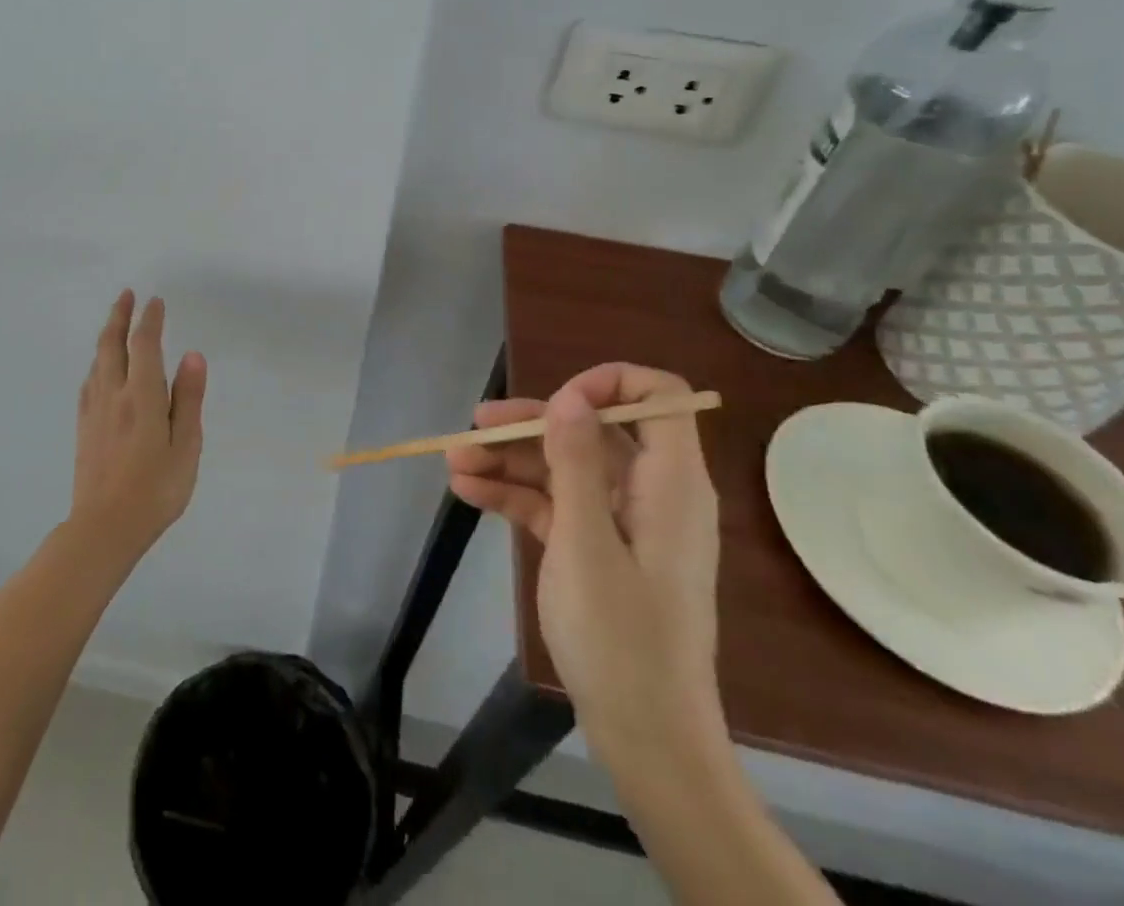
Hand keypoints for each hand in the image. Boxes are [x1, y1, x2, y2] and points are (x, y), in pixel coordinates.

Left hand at [70, 291, 206, 559]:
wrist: (103, 528)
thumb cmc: (155, 490)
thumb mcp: (186, 446)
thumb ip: (188, 399)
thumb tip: (193, 355)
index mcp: (142, 396)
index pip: (144, 345)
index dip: (150, 320)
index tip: (155, 301)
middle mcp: (113, 394)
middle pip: (112, 344)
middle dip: (119, 316)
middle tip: (126, 295)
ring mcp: (94, 410)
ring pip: (97, 361)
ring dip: (106, 336)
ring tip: (115, 324)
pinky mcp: (84, 427)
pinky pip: (90, 381)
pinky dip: (97, 362)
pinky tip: (99, 368)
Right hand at [447, 364, 721, 765]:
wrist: (645, 738)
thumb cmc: (621, 637)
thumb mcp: (587, 542)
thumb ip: (576, 462)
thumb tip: (570, 395)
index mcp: (670, 482)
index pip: (658, 397)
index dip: (608, 384)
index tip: (555, 403)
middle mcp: (651, 492)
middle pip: (592, 432)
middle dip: (531, 425)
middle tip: (474, 426)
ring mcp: (623, 522)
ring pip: (566, 468)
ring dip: (510, 462)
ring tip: (454, 463)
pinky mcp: (599, 548)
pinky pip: (556, 505)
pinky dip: (516, 497)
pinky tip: (468, 493)